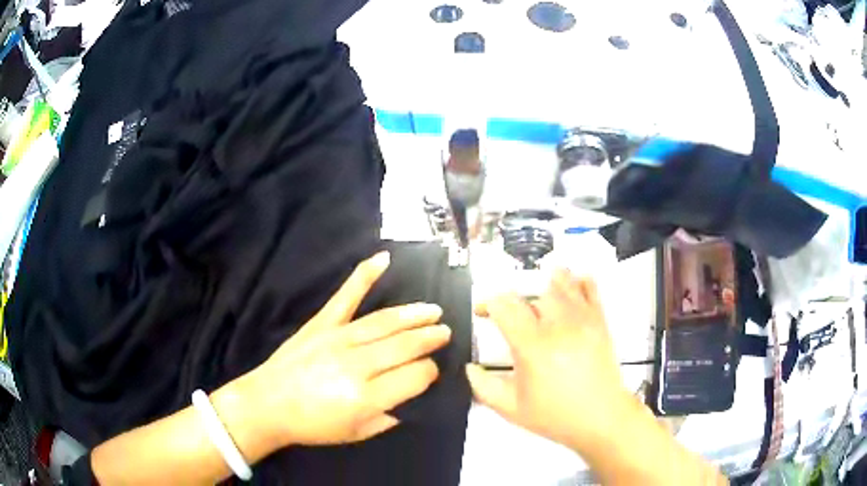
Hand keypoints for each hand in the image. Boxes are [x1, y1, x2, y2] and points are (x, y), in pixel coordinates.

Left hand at [246, 252, 450, 448]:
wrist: (267, 405)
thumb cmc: (312, 426)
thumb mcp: (356, 434)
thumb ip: (387, 417)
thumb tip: (409, 397)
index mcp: (366, 397)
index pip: (415, 376)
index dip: (429, 372)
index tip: (431, 371)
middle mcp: (356, 365)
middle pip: (404, 346)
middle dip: (430, 338)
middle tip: (445, 332)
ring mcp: (337, 339)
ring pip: (384, 322)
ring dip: (413, 314)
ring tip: (433, 310)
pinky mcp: (321, 324)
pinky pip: (345, 297)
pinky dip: (364, 276)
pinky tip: (383, 259)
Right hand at [466, 269, 632, 453]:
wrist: (601, 418)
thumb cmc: (555, 416)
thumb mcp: (511, 409)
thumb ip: (483, 387)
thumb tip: (470, 367)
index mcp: (532, 346)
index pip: (505, 306)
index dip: (488, 304)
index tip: (483, 313)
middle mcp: (557, 326)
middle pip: (530, 291)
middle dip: (513, 298)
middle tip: (509, 315)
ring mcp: (582, 320)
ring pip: (561, 282)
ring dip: (543, 284)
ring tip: (538, 299)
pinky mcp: (599, 321)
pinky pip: (589, 288)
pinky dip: (578, 281)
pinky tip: (570, 289)